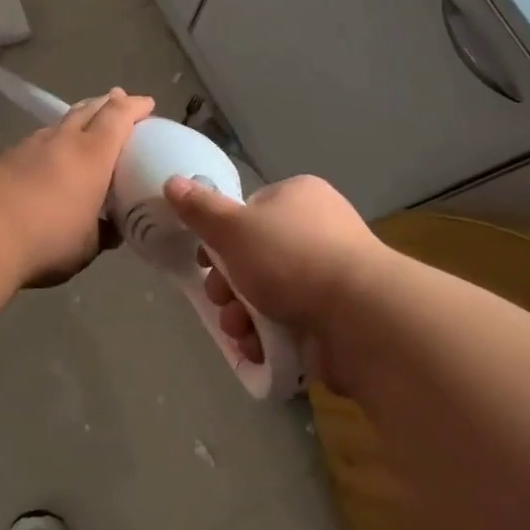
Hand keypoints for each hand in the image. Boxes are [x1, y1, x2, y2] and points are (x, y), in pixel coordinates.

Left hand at [0, 89, 154, 286]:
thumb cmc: (46, 240)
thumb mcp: (87, 247)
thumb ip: (103, 233)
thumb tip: (112, 230)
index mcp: (92, 156)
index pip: (118, 118)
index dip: (134, 107)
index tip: (147, 103)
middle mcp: (61, 141)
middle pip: (88, 109)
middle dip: (106, 102)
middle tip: (118, 99)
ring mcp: (28, 146)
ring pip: (59, 123)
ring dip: (76, 120)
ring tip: (82, 126)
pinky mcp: (2, 158)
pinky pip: (35, 142)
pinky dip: (49, 143)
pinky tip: (45, 157)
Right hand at [162, 173, 382, 391]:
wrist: (358, 317)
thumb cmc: (291, 258)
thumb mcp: (234, 228)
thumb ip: (200, 210)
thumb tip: (172, 182)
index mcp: (298, 198)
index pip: (249, 212)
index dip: (221, 238)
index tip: (205, 260)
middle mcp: (317, 230)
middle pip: (254, 257)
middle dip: (228, 286)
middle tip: (221, 300)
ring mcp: (328, 275)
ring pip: (267, 294)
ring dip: (242, 316)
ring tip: (240, 330)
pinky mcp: (335, 316)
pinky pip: (289, 322)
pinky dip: (268, 337)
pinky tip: (258, 348)